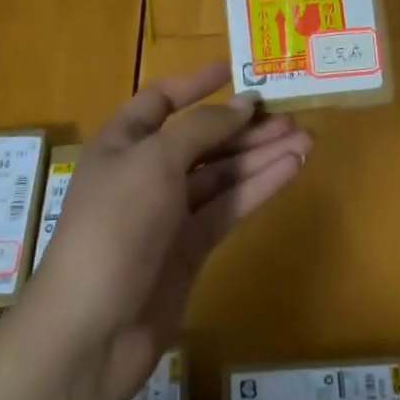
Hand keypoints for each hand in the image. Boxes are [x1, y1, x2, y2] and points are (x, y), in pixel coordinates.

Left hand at [26, 61, 309, 399]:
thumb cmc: (116, 225)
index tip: (234, 70)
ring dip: (262, 155)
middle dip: (244, 126)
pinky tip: (292, 169)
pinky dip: (260, 187)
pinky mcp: (191, 246)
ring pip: (222, 173)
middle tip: (291, 114)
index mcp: (123, 143)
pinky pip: (229, 206)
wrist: (93, 328)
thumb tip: (243, 105)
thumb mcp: (155, 161)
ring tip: (306, 139)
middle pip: (202, 138)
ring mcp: (169, 212)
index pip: (160, 101)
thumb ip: (202, 128)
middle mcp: (146, 172)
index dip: (195, 84)